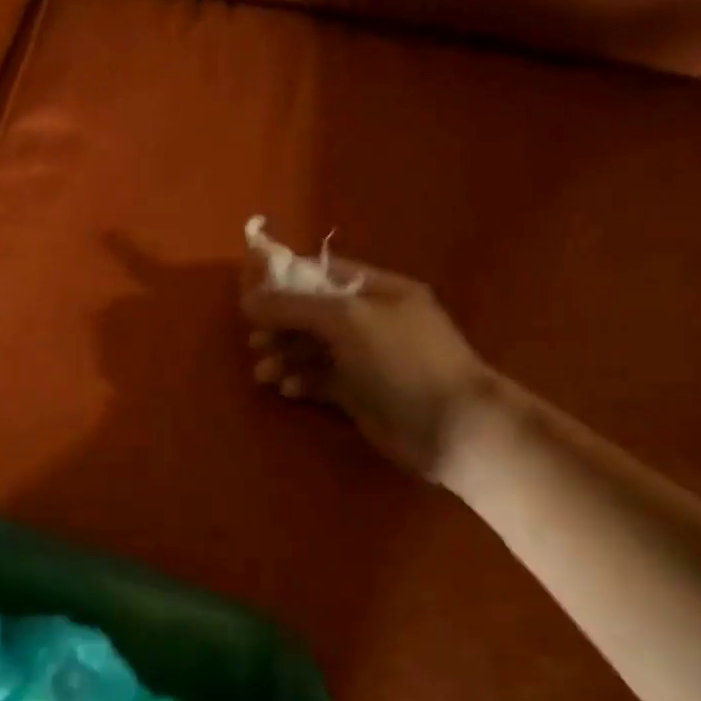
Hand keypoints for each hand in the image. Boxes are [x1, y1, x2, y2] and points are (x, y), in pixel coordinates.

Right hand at [243, 256, 490, 480]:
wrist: (452, 427)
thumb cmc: (402, 360)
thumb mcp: (347, 320)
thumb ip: (295, 306)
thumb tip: (248, 299)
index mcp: (377, 290)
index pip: (322, 273)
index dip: (284, 281)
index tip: (249, 294)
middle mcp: (371, 320)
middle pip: (312, 313)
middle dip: (280, 325)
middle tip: (255, 341)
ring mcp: (366, 359)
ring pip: (312, 349)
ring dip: (284, 356)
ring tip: (264, 373)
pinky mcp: (360, 394)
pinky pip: (320, 380)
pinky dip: (300, 381)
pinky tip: (286, 389)